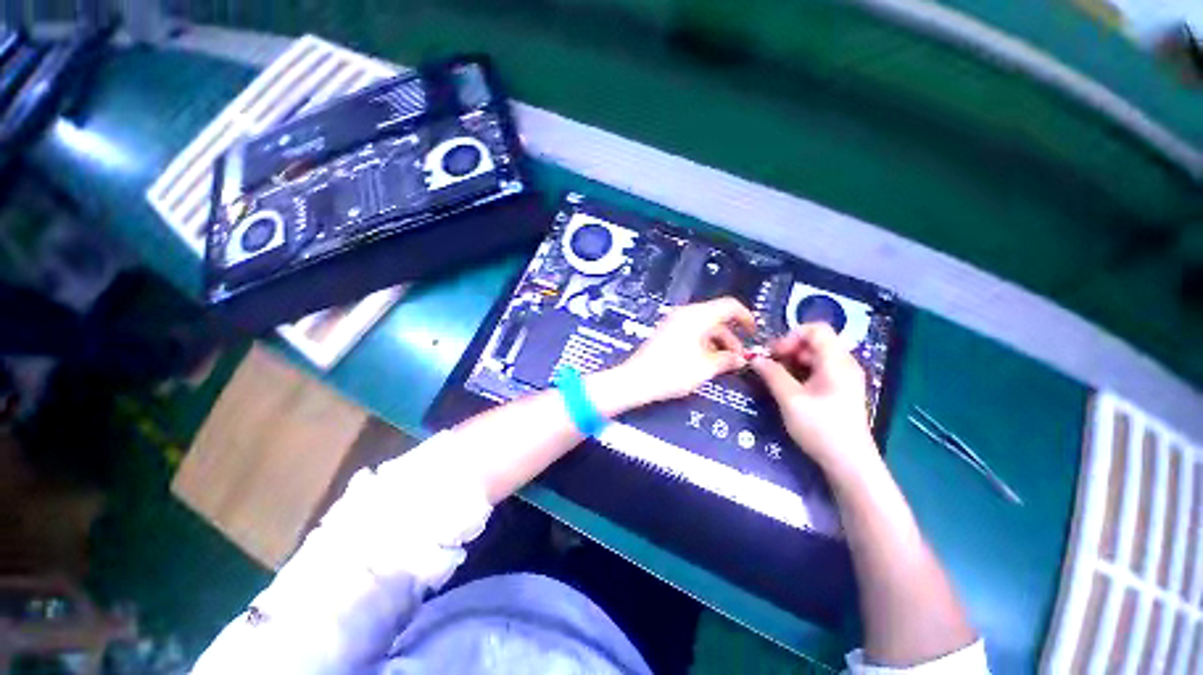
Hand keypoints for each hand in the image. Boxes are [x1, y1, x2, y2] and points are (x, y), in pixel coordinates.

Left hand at [616, 297, 755, 405]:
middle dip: (731, 335)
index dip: (746, 317)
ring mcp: (674, 322)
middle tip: (740, 357)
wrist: (636, 379)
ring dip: (718, 341)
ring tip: (725, 362)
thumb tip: (741, 358)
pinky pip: (692, 331)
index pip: (729, 306)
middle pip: (716, 317)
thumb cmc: (673, 371)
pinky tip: (707, 360)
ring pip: (704, 326)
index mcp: (697, 316)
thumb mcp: (705, 368)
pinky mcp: (667, 332)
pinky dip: (704, 342)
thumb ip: (727, 360)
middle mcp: (685, 314)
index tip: (754, 333)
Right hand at [750, 323, 879, 479]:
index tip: (774, 354)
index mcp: (836, 362)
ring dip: (792, 362)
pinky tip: (789, 388)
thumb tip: (755, 359)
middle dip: (788, 349)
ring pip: (814, 356)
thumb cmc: (821, 428)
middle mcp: (844, 364)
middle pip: (814, 342)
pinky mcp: (840, 390)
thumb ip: (772, 374)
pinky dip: (801, 373)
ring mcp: (844, 377)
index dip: (791, 335)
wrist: (849, 463)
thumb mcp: (790, 399)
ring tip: (776, 378)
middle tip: (770, 366)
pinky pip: (818, 370)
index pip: (816, 329)